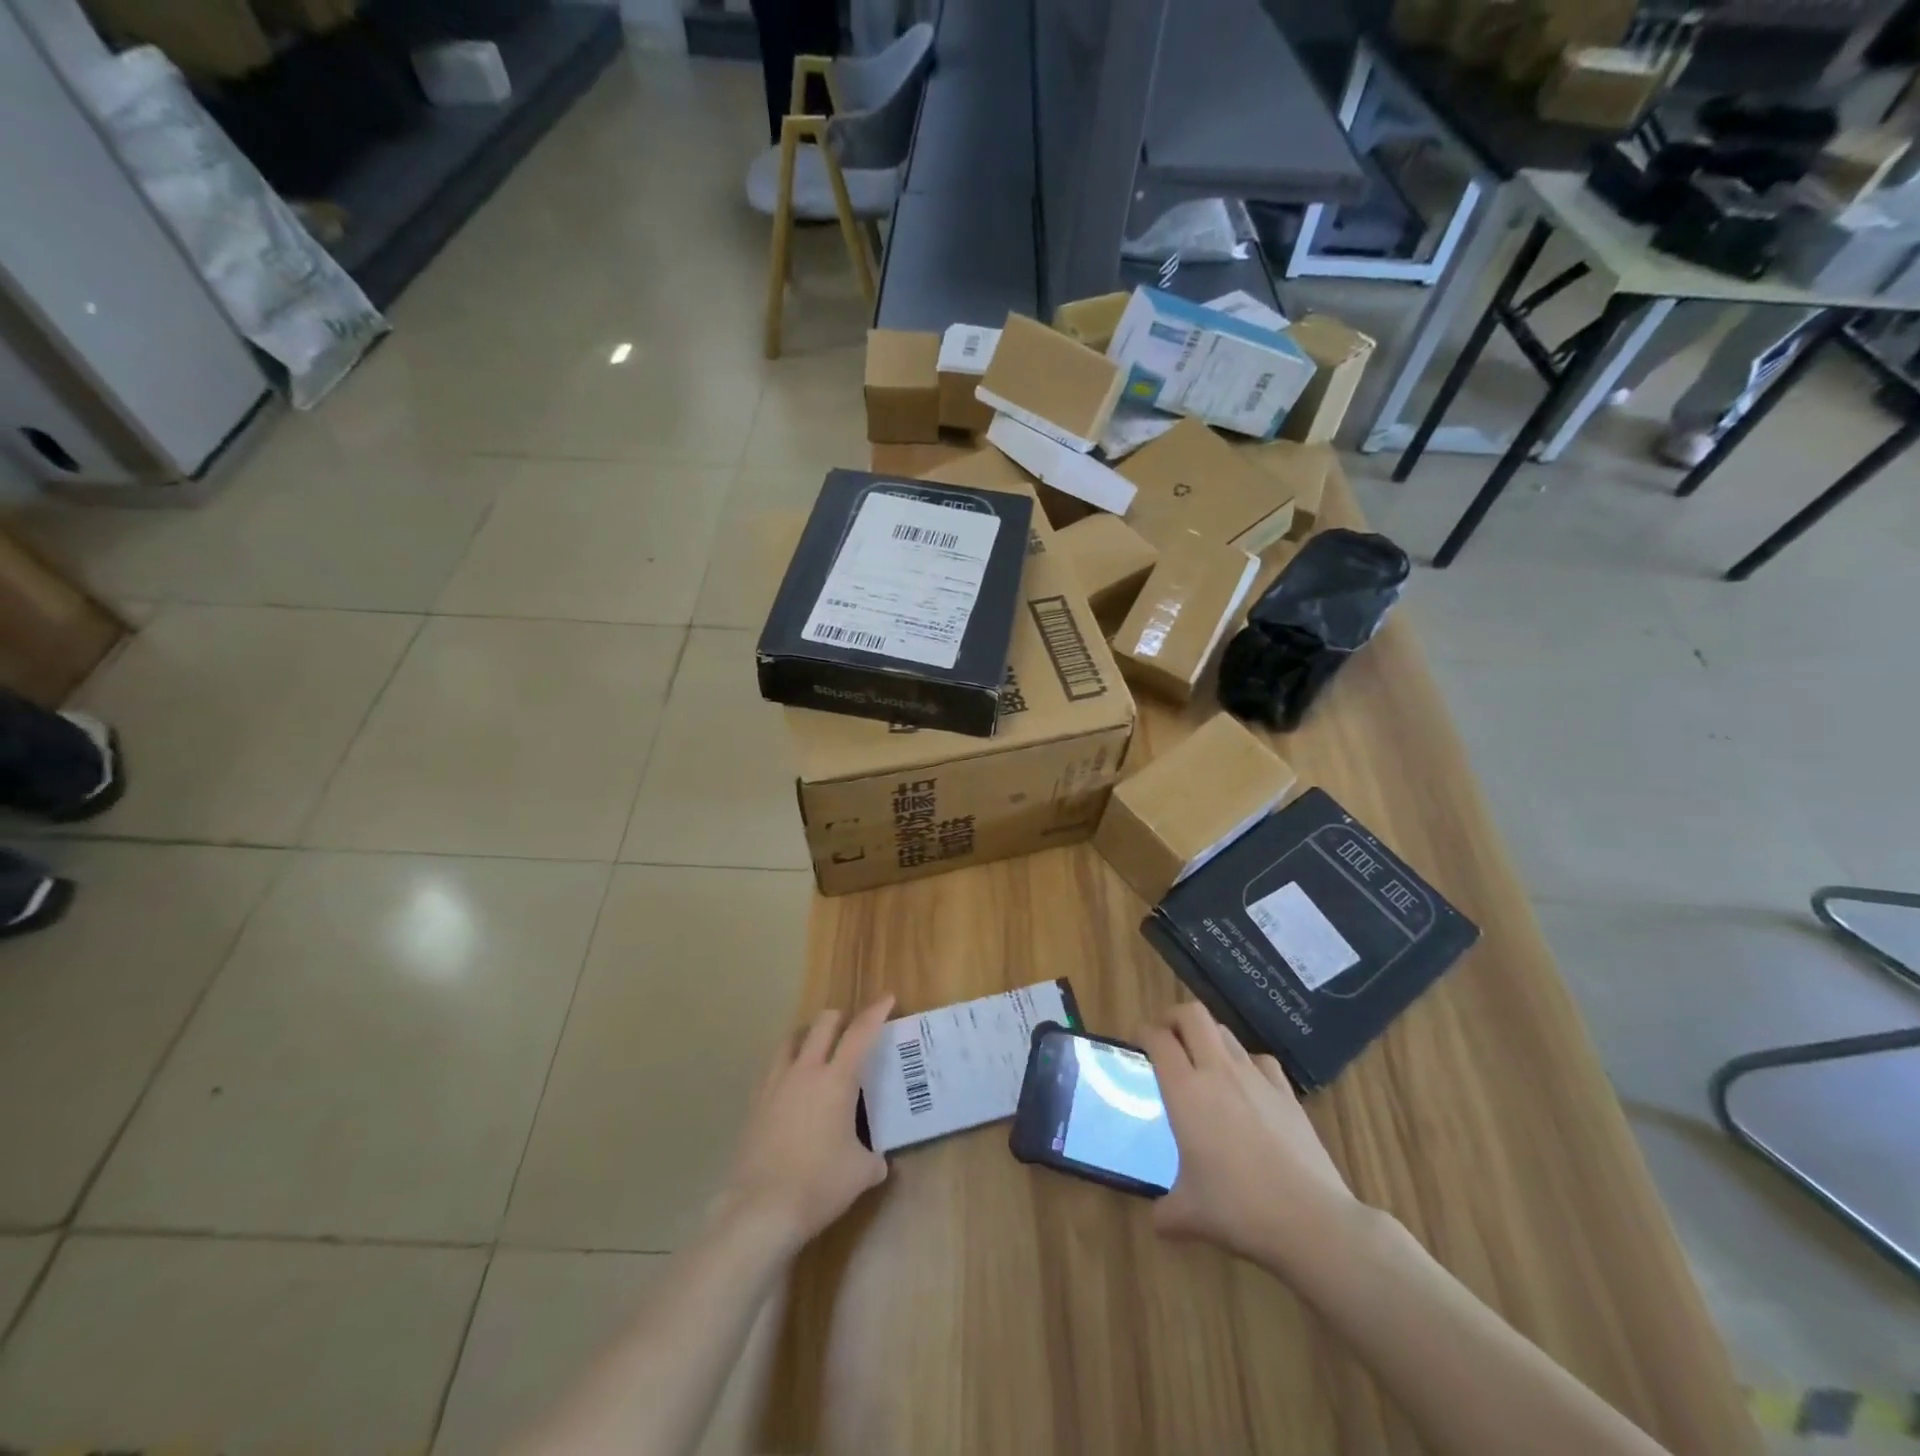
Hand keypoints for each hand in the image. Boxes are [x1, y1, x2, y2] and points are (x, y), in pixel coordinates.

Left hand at [720, 996, 894, 1252]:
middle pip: (823, 1024)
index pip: (860, 1033)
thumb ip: (873, 1158)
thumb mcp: (861, 1173)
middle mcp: (805, 1071)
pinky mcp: (755, 1103)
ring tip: (818, 1048)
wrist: (760, 1209)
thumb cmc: (819, 1185)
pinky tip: (791, 1084)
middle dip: (841, 1018)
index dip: (876, 1012)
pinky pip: (773, 1068)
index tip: (887, 999)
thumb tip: (876, 1160)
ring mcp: (775, 1084)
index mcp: (836, 1080)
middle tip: (852, 1028)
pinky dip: (787, 1064)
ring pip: (791, 1039)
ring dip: (809, 1035)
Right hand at [1140, 1002, 1360, 1270]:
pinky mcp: (1287, 1093)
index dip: (1144, 1033)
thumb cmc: (1239, 1210)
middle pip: (1193, 1015)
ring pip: (1225, 1032)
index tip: (1138, 1042)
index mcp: (1185, 1091)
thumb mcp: (1189, 1215)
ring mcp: (1256, 1078)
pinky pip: (1260, 1060)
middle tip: (1166, 1038)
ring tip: (1202, 1061)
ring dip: (1208, 1037)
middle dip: (1174, 1018)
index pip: (1159, 1040)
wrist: (1312, 1221)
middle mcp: (1218, 1072)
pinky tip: (1247, 1085)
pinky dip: (1246, 1062)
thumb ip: (1165, 1212)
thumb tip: (1158, 1220)